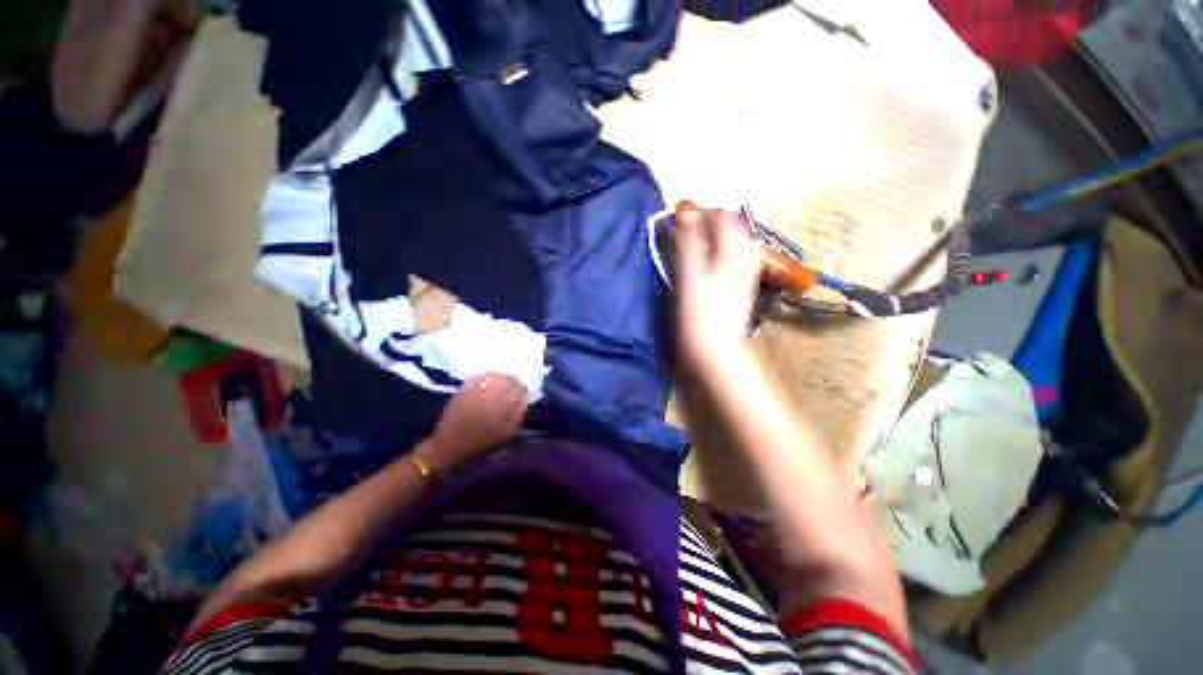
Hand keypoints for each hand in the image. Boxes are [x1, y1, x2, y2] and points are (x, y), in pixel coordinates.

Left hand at [425, 373, 528, 470]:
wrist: (450, 444)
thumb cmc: (482, 441)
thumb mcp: (507, 432)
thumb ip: (519, 412)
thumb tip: (525, 398)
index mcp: (506, 403)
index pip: (522, 388)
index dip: (522, 393)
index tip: (520, 399)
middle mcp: (493, 391)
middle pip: (510, 378)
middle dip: (512, 384)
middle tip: (510, 393)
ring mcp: (478, 387)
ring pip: (496, 375)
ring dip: (500, 380)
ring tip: (499, 388)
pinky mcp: (466, 386)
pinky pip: (481, 376)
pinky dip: (487, 379)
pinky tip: (486, 385)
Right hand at [674, 203, 762, 368]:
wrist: (716, 353)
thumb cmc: (699, 314)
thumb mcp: (690, 275)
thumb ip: (689, 242)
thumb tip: (686, 208)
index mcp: (732, 252)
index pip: (724, 217)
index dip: (703, 212)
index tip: (683, 214)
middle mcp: (744, 259)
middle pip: (736, 229)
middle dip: (714, 222)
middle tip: (690, 227)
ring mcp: (746, 276)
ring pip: (739, 245)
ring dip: (721, 237)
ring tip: (702, 240)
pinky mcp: (742, 291)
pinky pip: (739, 262)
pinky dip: (726, 254)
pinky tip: (715, 261)